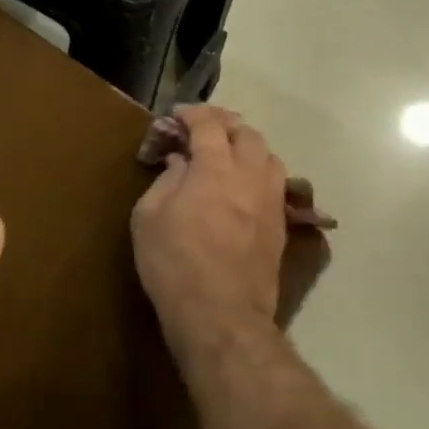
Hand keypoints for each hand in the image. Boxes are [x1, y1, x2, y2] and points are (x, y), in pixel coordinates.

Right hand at [131, 105, 286, 362]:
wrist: (220, 314)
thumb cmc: (173, 262)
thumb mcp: (148, 217)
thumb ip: (165, 181)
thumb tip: (180, 163)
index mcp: (215, 168)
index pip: (209, 125)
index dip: (192, 114)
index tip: (177, 116)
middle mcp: (250, 176)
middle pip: (247, 134)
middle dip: (224, 124)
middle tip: (202, 130)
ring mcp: (271, 202)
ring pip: (270, 157)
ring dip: (248, 147)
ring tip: (228, 155)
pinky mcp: (280, 226)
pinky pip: (276, 185)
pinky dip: (259, 173)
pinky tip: (243, 186)